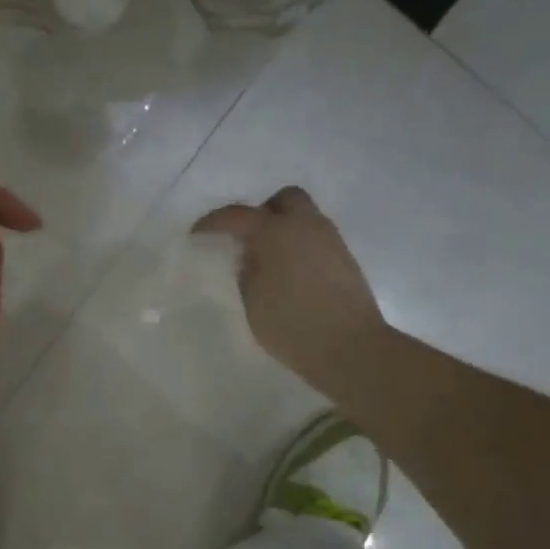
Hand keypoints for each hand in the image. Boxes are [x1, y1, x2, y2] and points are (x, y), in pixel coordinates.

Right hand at [193, 187, 387, 401]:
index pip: (238, 215)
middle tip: (247, 239)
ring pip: (304, 218)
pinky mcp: (345, 260)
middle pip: (284, 200)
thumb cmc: (292, 326)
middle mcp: (306, 226)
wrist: (352, 348)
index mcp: (276, 232)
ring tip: (267, 260)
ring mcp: (331, 241)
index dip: (213, 222)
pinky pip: (316, 239)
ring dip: (284, 229)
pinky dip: (299, 246)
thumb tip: (250, 258)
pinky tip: (290, 274)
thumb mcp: (252, 302)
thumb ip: (246, 272)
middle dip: (262, 212)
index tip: (197, 235)